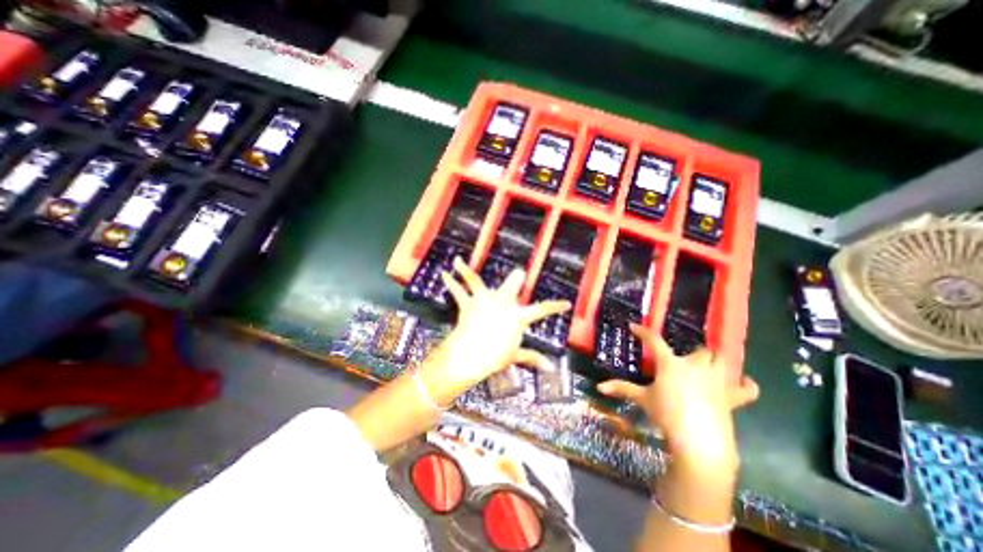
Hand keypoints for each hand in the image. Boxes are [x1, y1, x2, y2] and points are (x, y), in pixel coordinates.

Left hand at [426, 256, 573, 402]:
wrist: (471, 355)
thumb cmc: (494, 357)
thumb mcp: (514, 356)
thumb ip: (532, 358)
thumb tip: (550, 366)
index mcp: (517, 316)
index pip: (541, 310)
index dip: (555, 307)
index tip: (566, 303)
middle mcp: (502, 303)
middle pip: (511, 286)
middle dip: (516, 279)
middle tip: (519, 273)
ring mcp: (484, 300)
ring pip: (477, 281)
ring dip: (467, 270)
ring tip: (457, 260)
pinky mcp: (469, 303)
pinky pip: (459, 291)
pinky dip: (451, 281)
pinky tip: (444, 273)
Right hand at [592, 324, 759, 474]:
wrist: (699, 441)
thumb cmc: (667, 415)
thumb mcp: (643, 400)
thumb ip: (622, 389)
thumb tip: (599, 386)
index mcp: (671, 364)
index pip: (654, 341)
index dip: (643, 332)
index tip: (634, 326)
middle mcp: (695, 366)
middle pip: (701, 349)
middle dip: (694, 352)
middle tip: (685, 359)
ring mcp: (717, 380)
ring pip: (723, 360)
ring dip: (717, 361)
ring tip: (710, 365)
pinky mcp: (732, 397)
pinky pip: (747, 387)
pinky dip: (745, 384)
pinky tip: (742, 383)